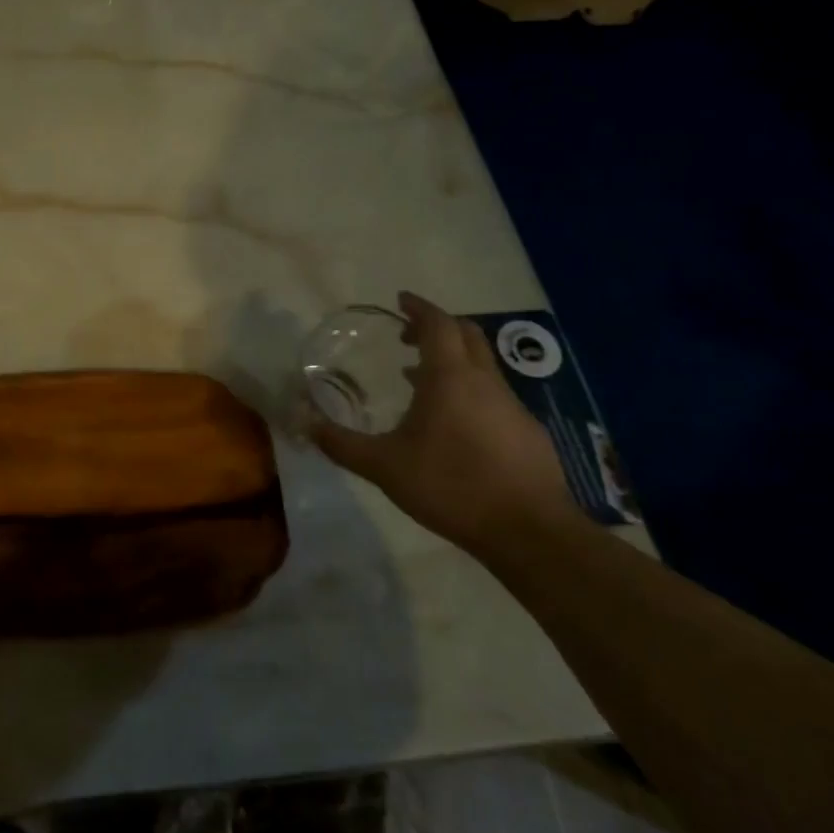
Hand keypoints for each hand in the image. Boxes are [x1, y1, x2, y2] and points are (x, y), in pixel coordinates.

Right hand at [309, 292, 574, 552]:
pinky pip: (494, 396)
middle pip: (467, 335)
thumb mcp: (384, 467)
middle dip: (438, 327)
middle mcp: (485, 382)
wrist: (529, 532)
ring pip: (482, 367)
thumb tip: (304, 423)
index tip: (401, 300)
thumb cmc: (450, 486)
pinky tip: (454, 426)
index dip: (419, 308)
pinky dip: (470, 392)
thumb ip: (342, 444)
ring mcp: (512, 407)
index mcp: (450, 378)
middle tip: (409, 335)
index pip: (438, 324)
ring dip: (453, 362)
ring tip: (421, 381)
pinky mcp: (528, 433)